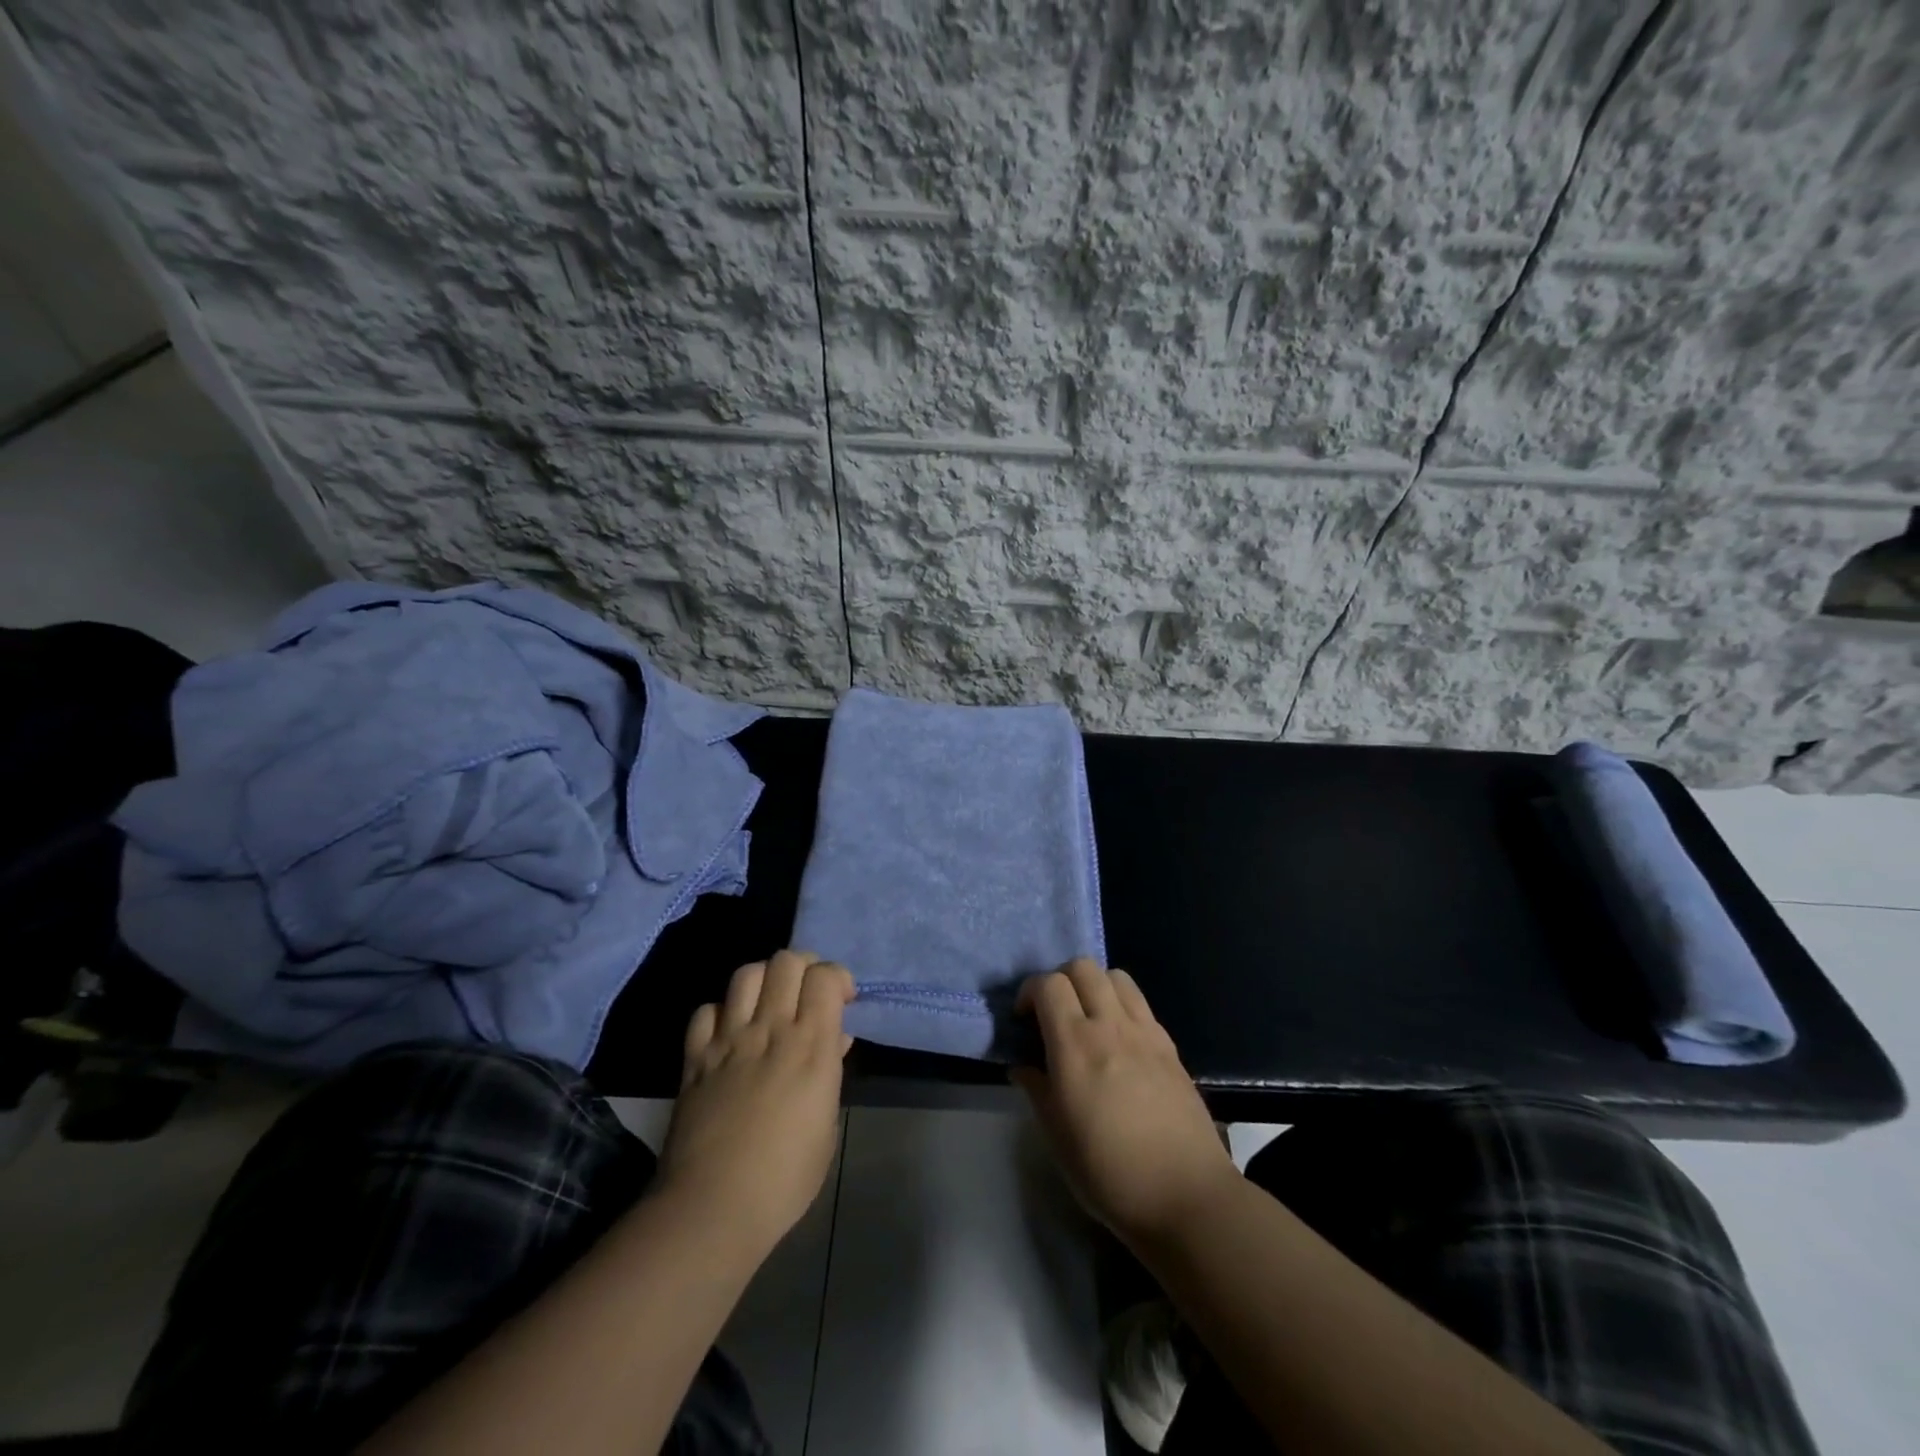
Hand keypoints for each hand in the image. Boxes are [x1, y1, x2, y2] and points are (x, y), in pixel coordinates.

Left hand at [656, 950, 854, 1256]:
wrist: (713, 1206)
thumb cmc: (785, 1177)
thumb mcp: (826, 1126)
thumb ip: (830, 1073)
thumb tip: (833, 1041)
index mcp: (812, 1046)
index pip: (824, 976)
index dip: (836, 977)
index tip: (842, 1000)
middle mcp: (771, 1029)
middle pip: (786, 961)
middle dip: (803, 966)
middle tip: (808, 992)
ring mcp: (729, 1040)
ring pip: (746, 974)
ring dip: (764, 979)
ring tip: (769, 1002)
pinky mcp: (695, 1057)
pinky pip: (707, 1010)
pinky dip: (722, 1012)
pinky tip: (730, 1032)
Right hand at [1013, 959, 1239, 1250]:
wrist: (1185, 1195)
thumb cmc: (1108, 1171)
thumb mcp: (1056, 1136)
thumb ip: (1036, 1088)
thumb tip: (1023, 1064)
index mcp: (1076, 1045)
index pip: (1048, 984)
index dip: (1029, 992)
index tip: (1024, 1020)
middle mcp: (1110, 1025)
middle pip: (1083, 967)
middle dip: (1060, 979)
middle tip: (1054, 1014)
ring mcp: (1145, 1032)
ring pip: (1116, 976)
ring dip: (1095, 985)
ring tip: (1088, 1019)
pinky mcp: (1169, 1046)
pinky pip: (1141, 1004)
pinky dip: (1122, 1006)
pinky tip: (1119, 1041)